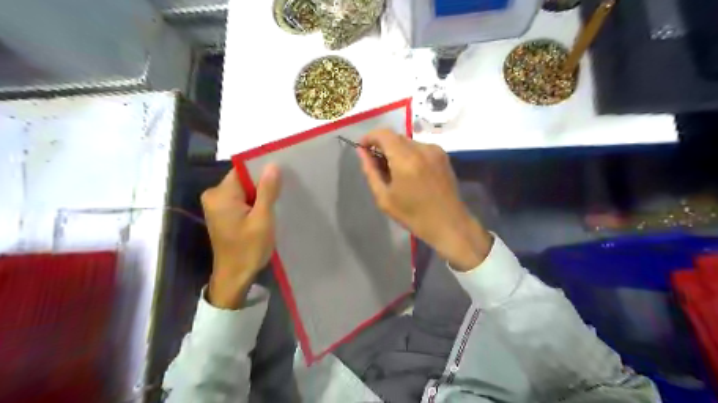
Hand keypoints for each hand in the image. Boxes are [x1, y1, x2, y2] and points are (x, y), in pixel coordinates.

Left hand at [201, 165, 283, 309]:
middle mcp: (214, 195)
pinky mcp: (222, 213)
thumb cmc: (249, 249)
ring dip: (260, 194)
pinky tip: (267, 209)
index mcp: (221, 195)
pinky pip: (241, 199)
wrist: (235, 276)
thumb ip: (267, 191)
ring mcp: (217, 205)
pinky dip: (254, 202)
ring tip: (278, 200)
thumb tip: (273, 165)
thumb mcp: (262, 219)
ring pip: (244, 189)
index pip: (243, 170)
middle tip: (284, 189)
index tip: (282, 173)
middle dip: (263, 183)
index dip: (262, 170)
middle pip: (243, 179)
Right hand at [358, 131, 493, 271]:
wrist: (449, 224)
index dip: (370, 137)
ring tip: (394, 172)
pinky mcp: (443, 155)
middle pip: (395, 137)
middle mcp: (422, 148)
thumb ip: (371, 172)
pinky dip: (409, 155)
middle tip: (377, 166)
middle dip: (382, 146)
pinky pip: (419, 148)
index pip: (383, 134)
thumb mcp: (384, 198)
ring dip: (396, 151)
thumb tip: (362, 152)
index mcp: (406, 159)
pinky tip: (409, 173)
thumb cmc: (413, 215)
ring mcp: (435, 150)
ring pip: (407, 142)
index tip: (363, 149)